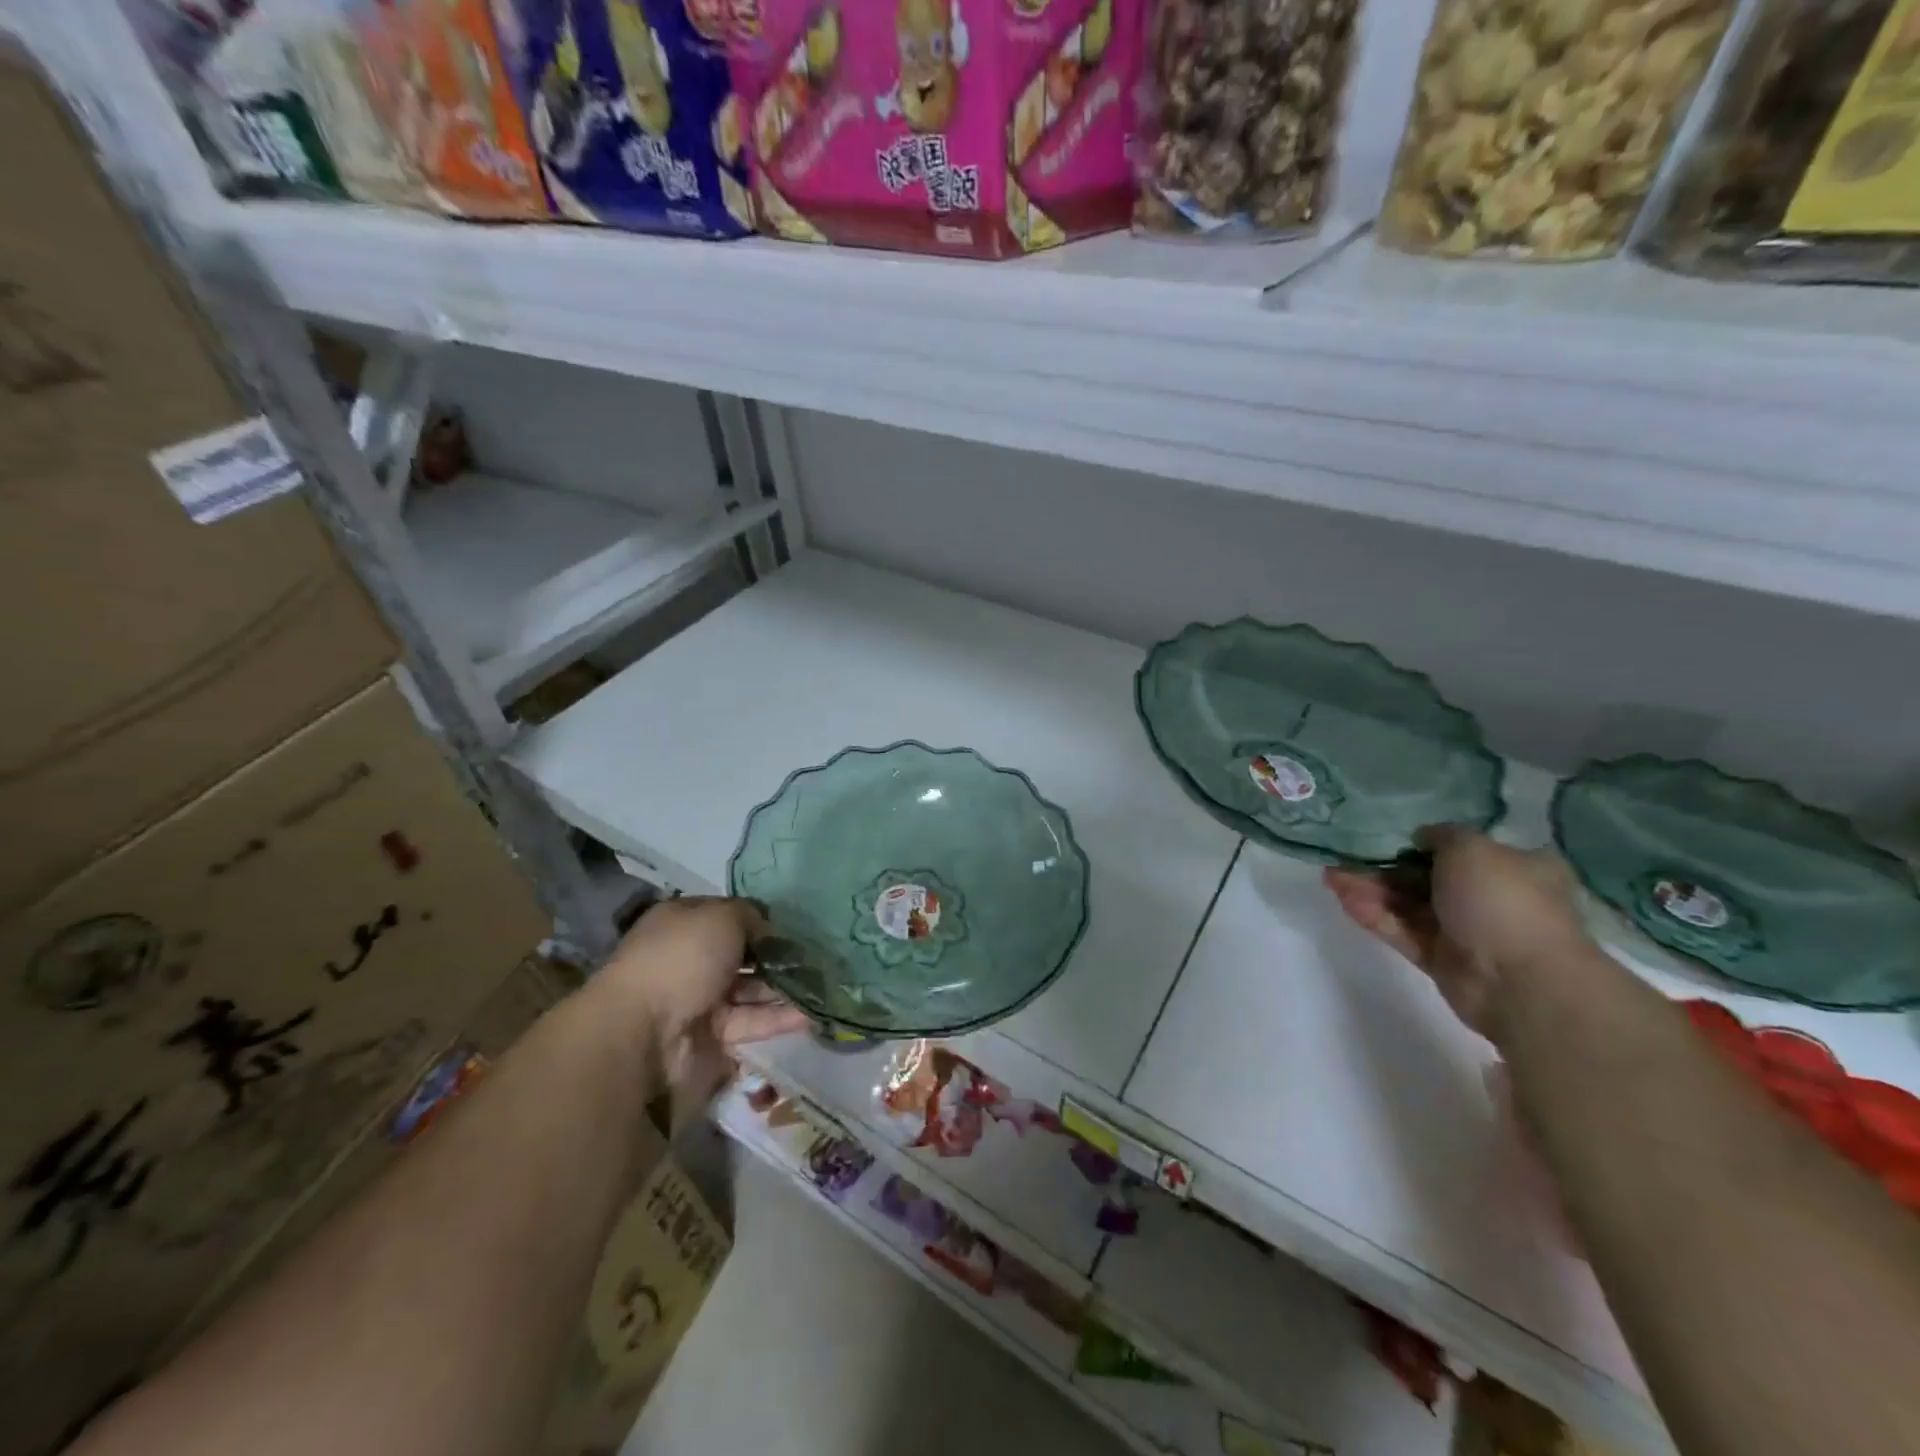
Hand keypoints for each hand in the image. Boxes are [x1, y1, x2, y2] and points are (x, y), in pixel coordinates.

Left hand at [595, 897, 808, 1101]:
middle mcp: (690, 958)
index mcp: (683, 923)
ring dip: (784, 987)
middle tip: (817, 954)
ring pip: (750, 989)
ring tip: (825, 983)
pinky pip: (752, 1022)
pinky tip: (813, 1013)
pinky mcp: (712, 1036)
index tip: (794, 923)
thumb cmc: (682, 958)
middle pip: (742, 954)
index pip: (727, 915)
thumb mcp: (722, 916)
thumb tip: (769, 928)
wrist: (645, 1032)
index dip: (759, 917)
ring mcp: (700, 999)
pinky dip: (780, 1018)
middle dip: (777, 954)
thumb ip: (752, 915)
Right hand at [1324, 826, 1590, 1043]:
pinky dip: (1375, 915)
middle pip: (1427, 878)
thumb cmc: (1503, 902)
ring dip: (1371, 890)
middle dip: (1384, 869)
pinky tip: (1345, 899)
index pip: (1463, 850)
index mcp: (1515, 867)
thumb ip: (1440, 835)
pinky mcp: (1441, 960)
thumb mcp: (1472, 848)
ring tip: (1331, 878)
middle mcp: (1491, 898)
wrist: (1520, 981)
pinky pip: (1403, 931)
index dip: (1424, 843)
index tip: (1391, 838)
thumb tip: (1422, 839)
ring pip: (1409, 905)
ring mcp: (1465, 931)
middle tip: (1345, 859)